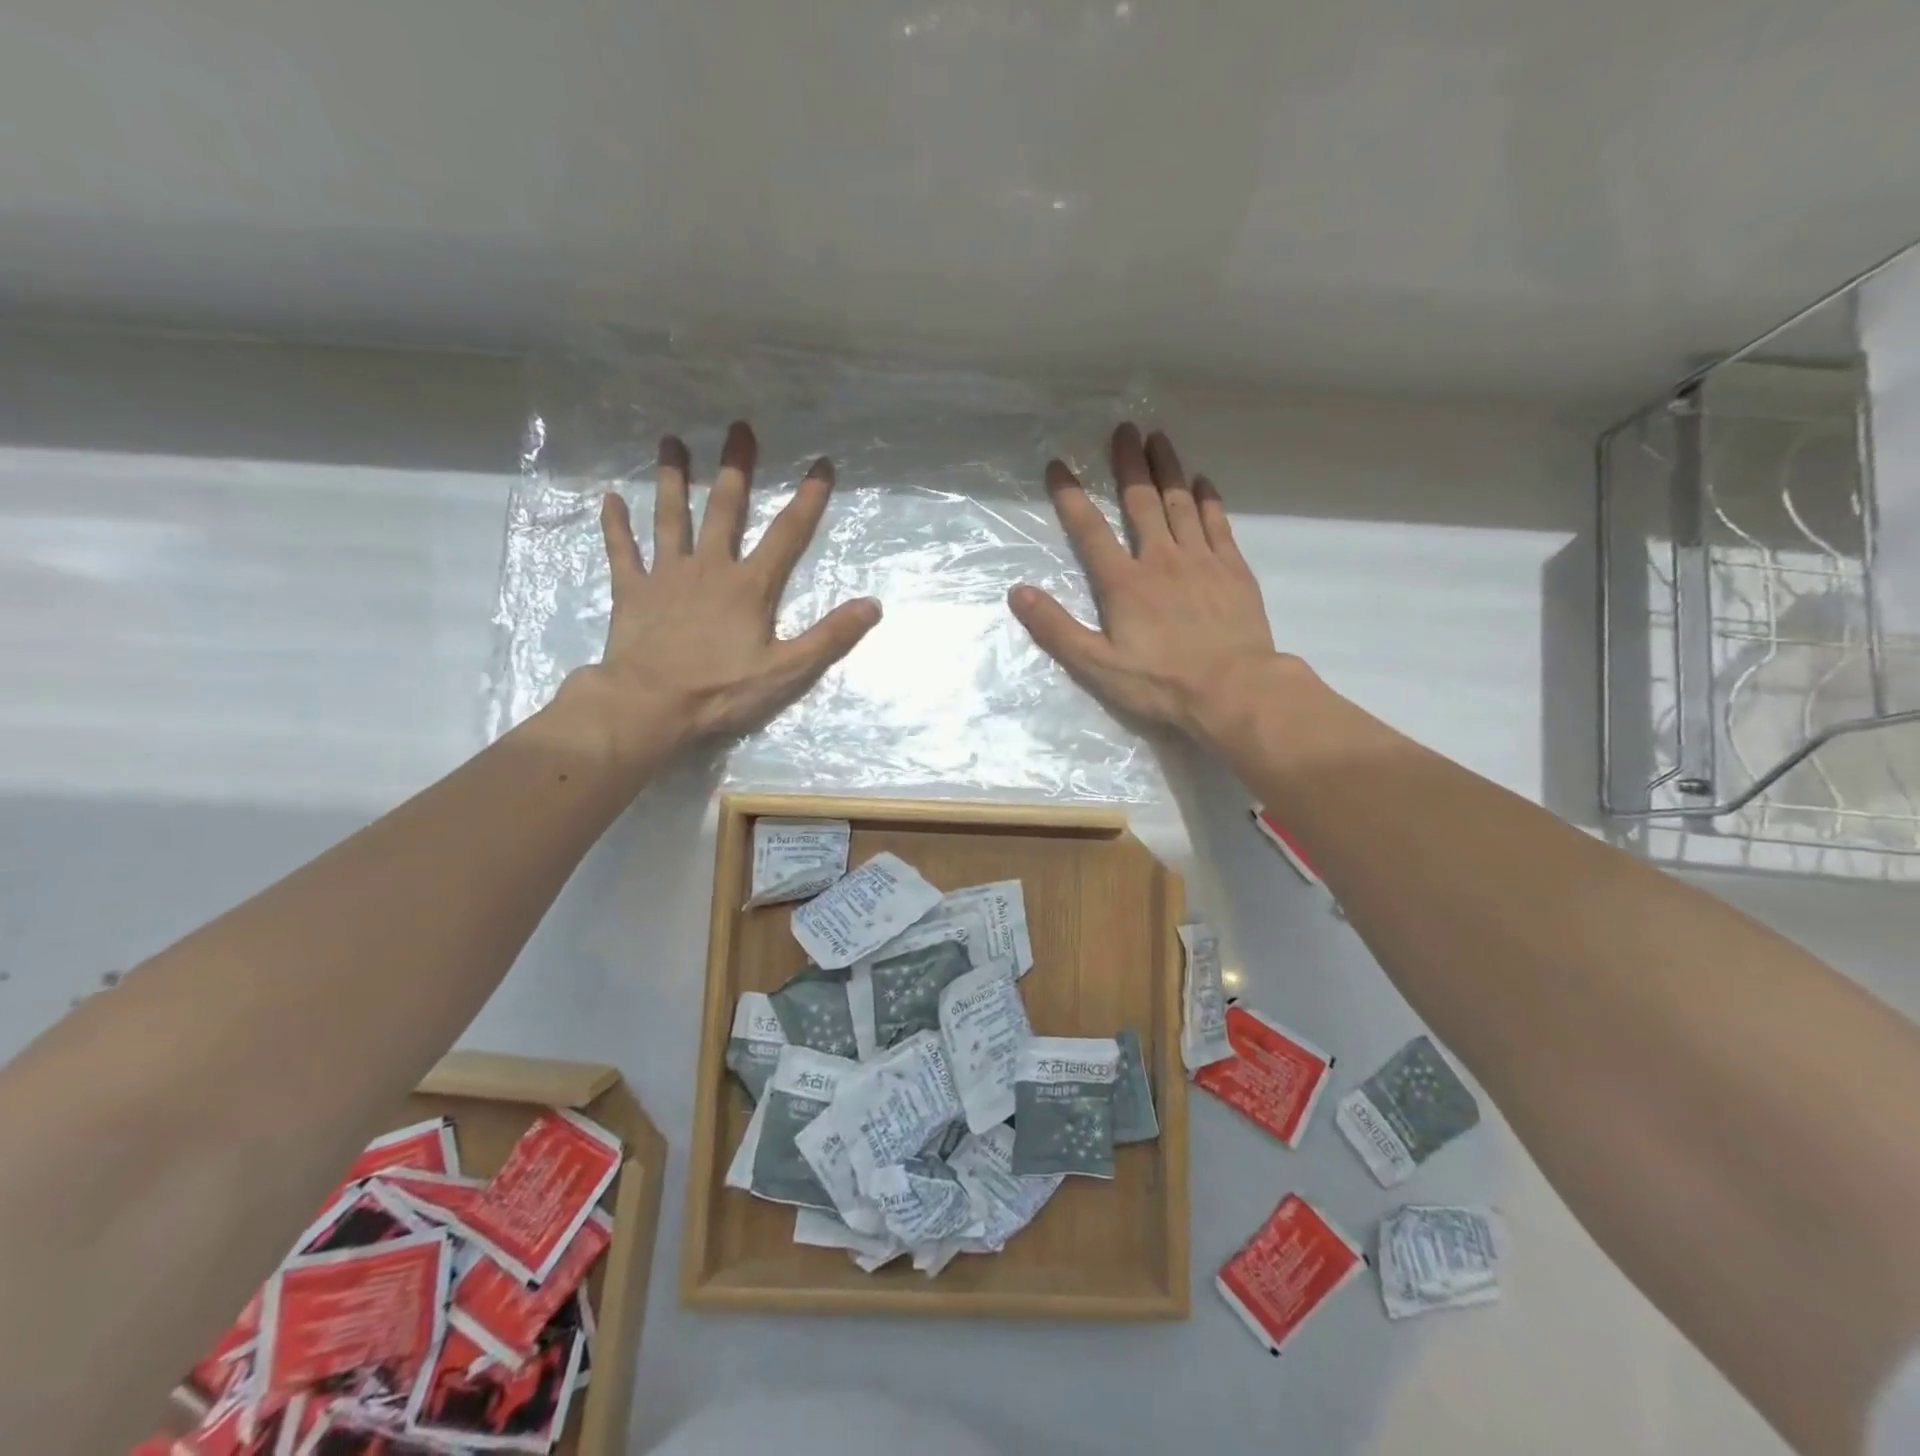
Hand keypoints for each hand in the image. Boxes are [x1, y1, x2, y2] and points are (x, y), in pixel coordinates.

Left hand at [557, 421, 880, 766]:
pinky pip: (622, 551)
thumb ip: (830, 637)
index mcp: (750, 586)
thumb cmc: (721, 690)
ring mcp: (667, 576)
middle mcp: (709, 568)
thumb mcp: (787, 671)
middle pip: (725, 508)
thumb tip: (873, 605)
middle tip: (739, 427)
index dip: (808, 500)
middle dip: (736, 468)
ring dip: (673, 479)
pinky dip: (616, 525)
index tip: (821, 464)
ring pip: (671, 517)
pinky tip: (610, 499)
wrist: (650, 705)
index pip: (787, 535)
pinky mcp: (632, 591)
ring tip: (671, 441)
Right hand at [1009, 423, 1295, 746]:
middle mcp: (1161, 560)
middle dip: (1128, 464)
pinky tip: (1203, 481)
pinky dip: (1209, 499)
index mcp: (1124, 584)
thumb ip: (1056, 629)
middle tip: (1123, 429)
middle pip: (1141, 502)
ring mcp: (1201, 561)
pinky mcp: (1233, 570)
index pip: (1090, 531)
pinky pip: (1218, 523)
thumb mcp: (1097, 667)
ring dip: (1167, 469)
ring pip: (1181, 503)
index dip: (1071, 497)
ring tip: (1158, 438)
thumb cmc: (1161, 684)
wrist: (1234, 691)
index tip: (1058, 466)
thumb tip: (1017, 593)